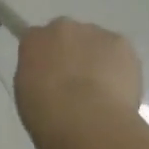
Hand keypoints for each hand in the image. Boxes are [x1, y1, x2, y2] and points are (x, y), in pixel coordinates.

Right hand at [14, 18, 144, 147]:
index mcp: (33, 39)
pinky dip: (120, 67)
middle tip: (76, 83)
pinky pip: (119, 53)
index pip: (37, 40)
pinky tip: (118, 91)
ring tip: (102, 91)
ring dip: (97, 59)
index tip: (51, 76)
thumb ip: (37, 75)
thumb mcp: (27, 93)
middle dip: (72, 53)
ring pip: (96, 43)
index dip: (46, 58)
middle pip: (68, 35)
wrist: (86, 121)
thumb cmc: (46, 114)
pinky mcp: (121, 43)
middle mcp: (62, 27)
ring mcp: (94, 33)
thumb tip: (51, 77)